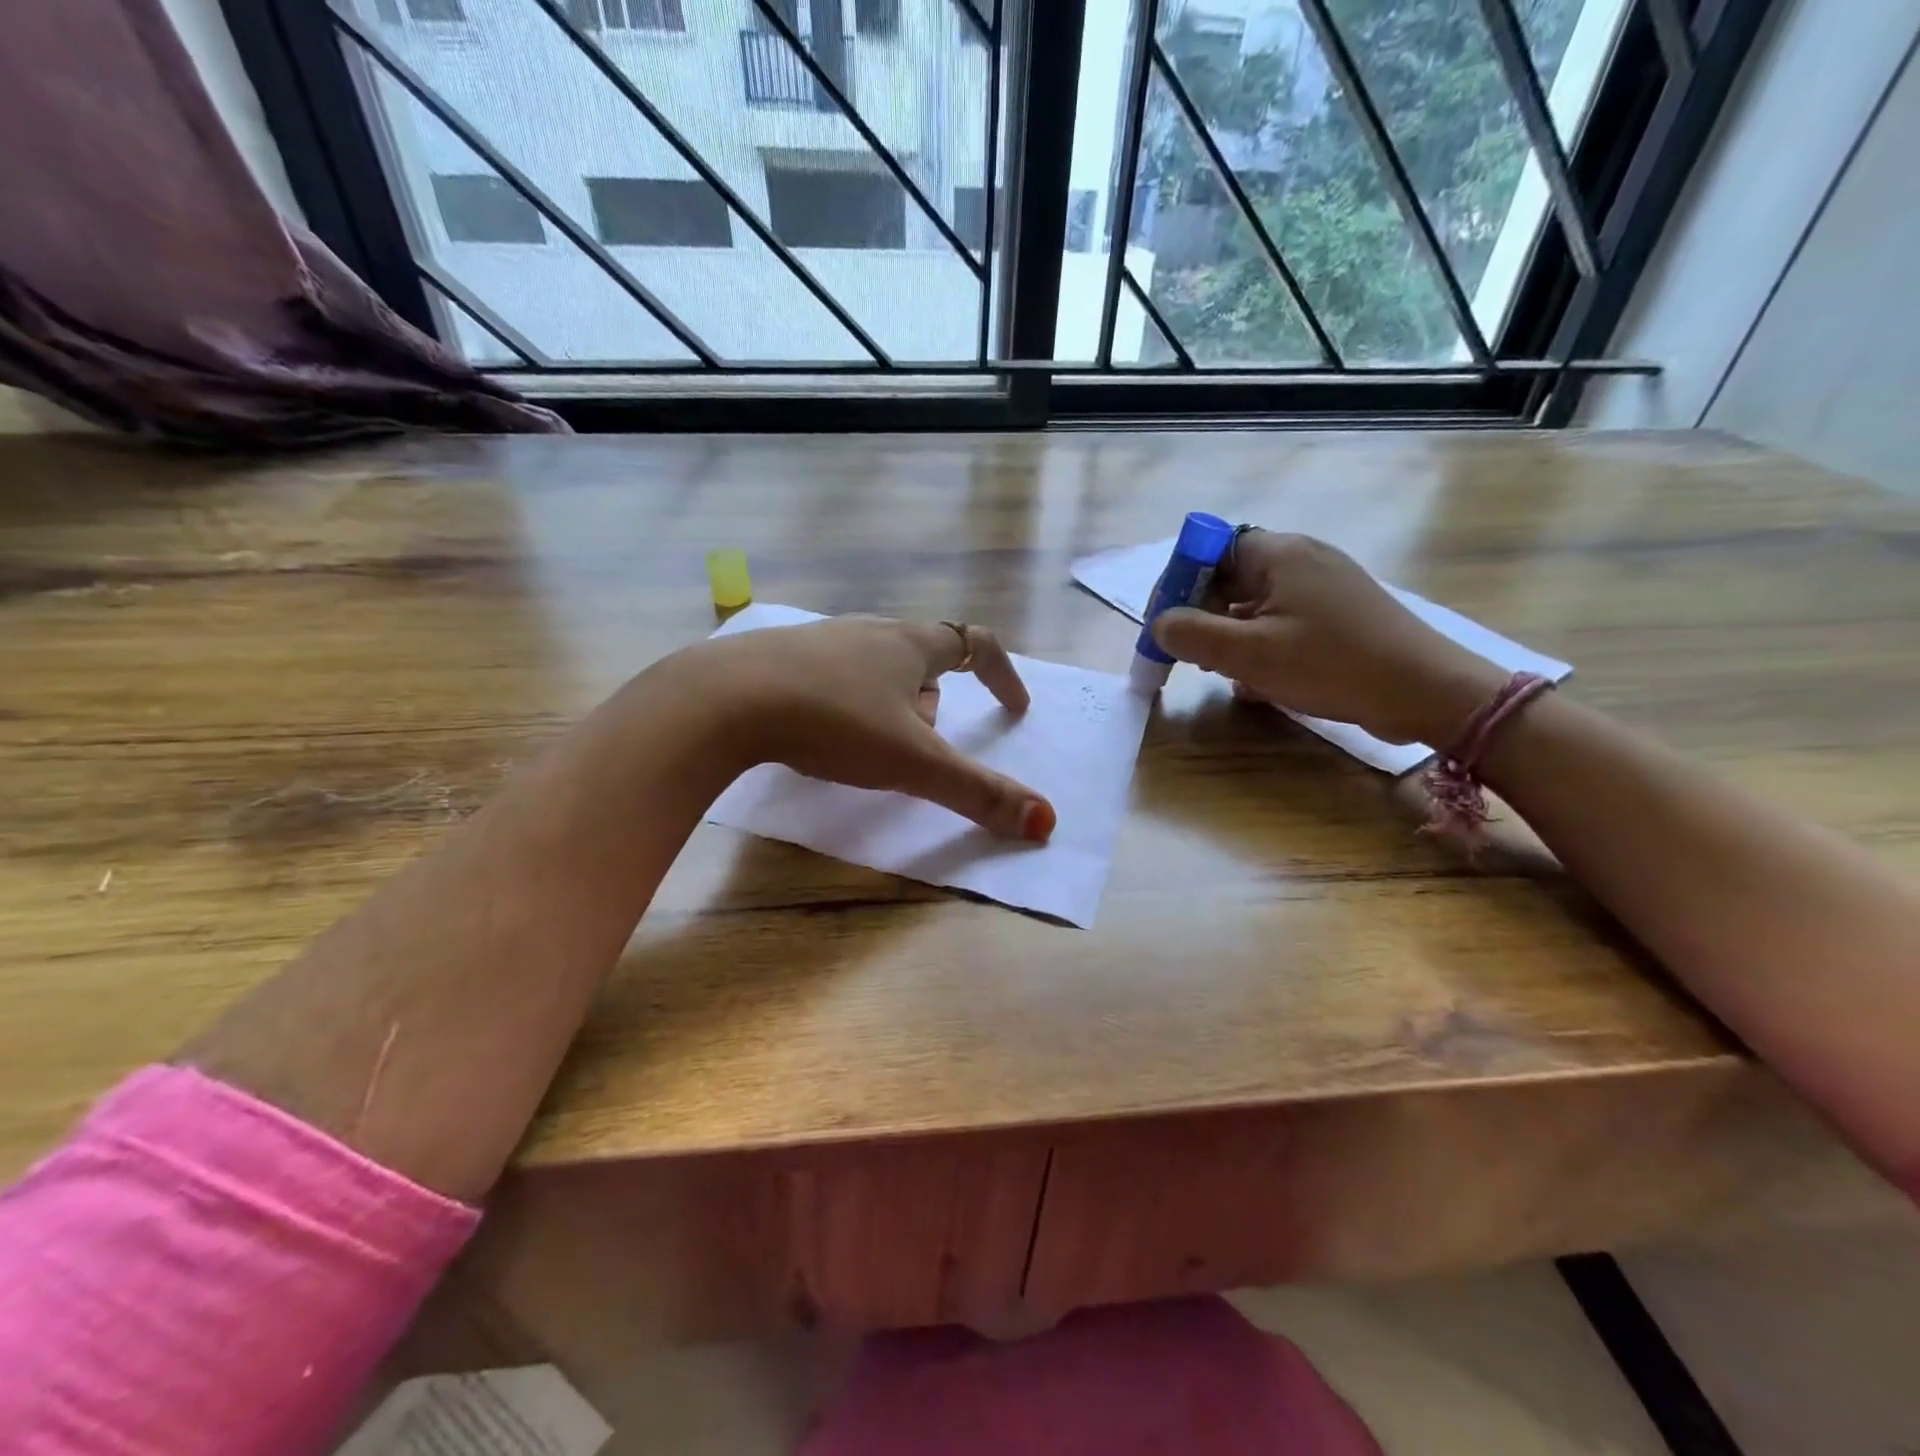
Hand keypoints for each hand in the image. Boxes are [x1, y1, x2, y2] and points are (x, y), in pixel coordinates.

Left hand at [690, 616, 1056, 841]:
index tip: (1014, 709)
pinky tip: (819, 737)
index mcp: (909, 644)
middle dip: (936, 701)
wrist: (723, 699)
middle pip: (923, 658)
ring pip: (875, 668)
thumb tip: (1046, 822)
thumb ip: (977, 792)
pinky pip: (831, 678)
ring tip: (870, 748)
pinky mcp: (779, 659)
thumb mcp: (912, 762)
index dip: (1003, 675)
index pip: (976, 644)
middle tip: (925, 744)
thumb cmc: (833, 721)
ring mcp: (820, 641)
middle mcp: (868, 632)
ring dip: (889, 704)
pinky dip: (843, 706)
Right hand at [1152, 531, 1505, 745]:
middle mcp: (1301, 559)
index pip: (1208, 549)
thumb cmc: (1332, 665)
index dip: (1178, 583)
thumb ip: (1192, 634)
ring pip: (1254, 603)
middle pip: (1230, 576)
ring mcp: (1324, 586)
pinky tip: (1258, 681)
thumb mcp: (1249, 654)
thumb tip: (1159, 624)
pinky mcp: (1339, 614)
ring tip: (1223, 671)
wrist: (1427, 691)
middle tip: (1191, 655)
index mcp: (1278, 554)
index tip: (1163, 625)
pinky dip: (1261, 644)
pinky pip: (1282, 620)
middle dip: (1202, 615)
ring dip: (1230, 634)